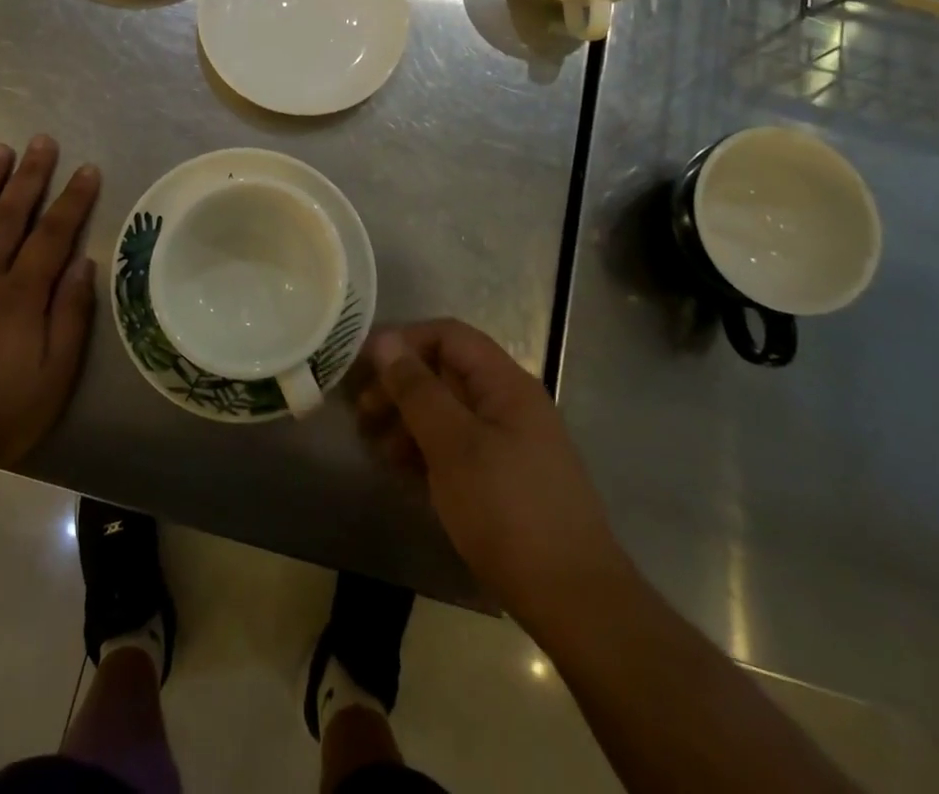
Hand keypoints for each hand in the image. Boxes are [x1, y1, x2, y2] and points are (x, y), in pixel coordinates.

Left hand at [0, 136, 99, 472]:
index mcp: (21, 295)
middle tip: (42, 141)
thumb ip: (71, 315)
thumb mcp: (56, 375)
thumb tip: (83, 262)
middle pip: (10, 216)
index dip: (73, 200)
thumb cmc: (1, 413)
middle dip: (30, 175)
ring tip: (0, 150)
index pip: (52, 234)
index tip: (87, 169)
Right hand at [354, 320, 624, 625]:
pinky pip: (458, 445)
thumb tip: (384, 341)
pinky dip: (427, 449)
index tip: (364, 368)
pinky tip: (402, 471)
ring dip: (409, 420)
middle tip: (362, 413)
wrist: (575, 602)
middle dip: (401, 385)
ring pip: (449, 410)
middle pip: (446, 372)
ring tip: (376, 447)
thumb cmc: (509, 511)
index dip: (404, 341)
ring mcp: (510, 442)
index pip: (448, 335)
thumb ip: (417, 389)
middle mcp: (509, 403)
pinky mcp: (506, 478)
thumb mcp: (453, 445)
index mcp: (505, 383)